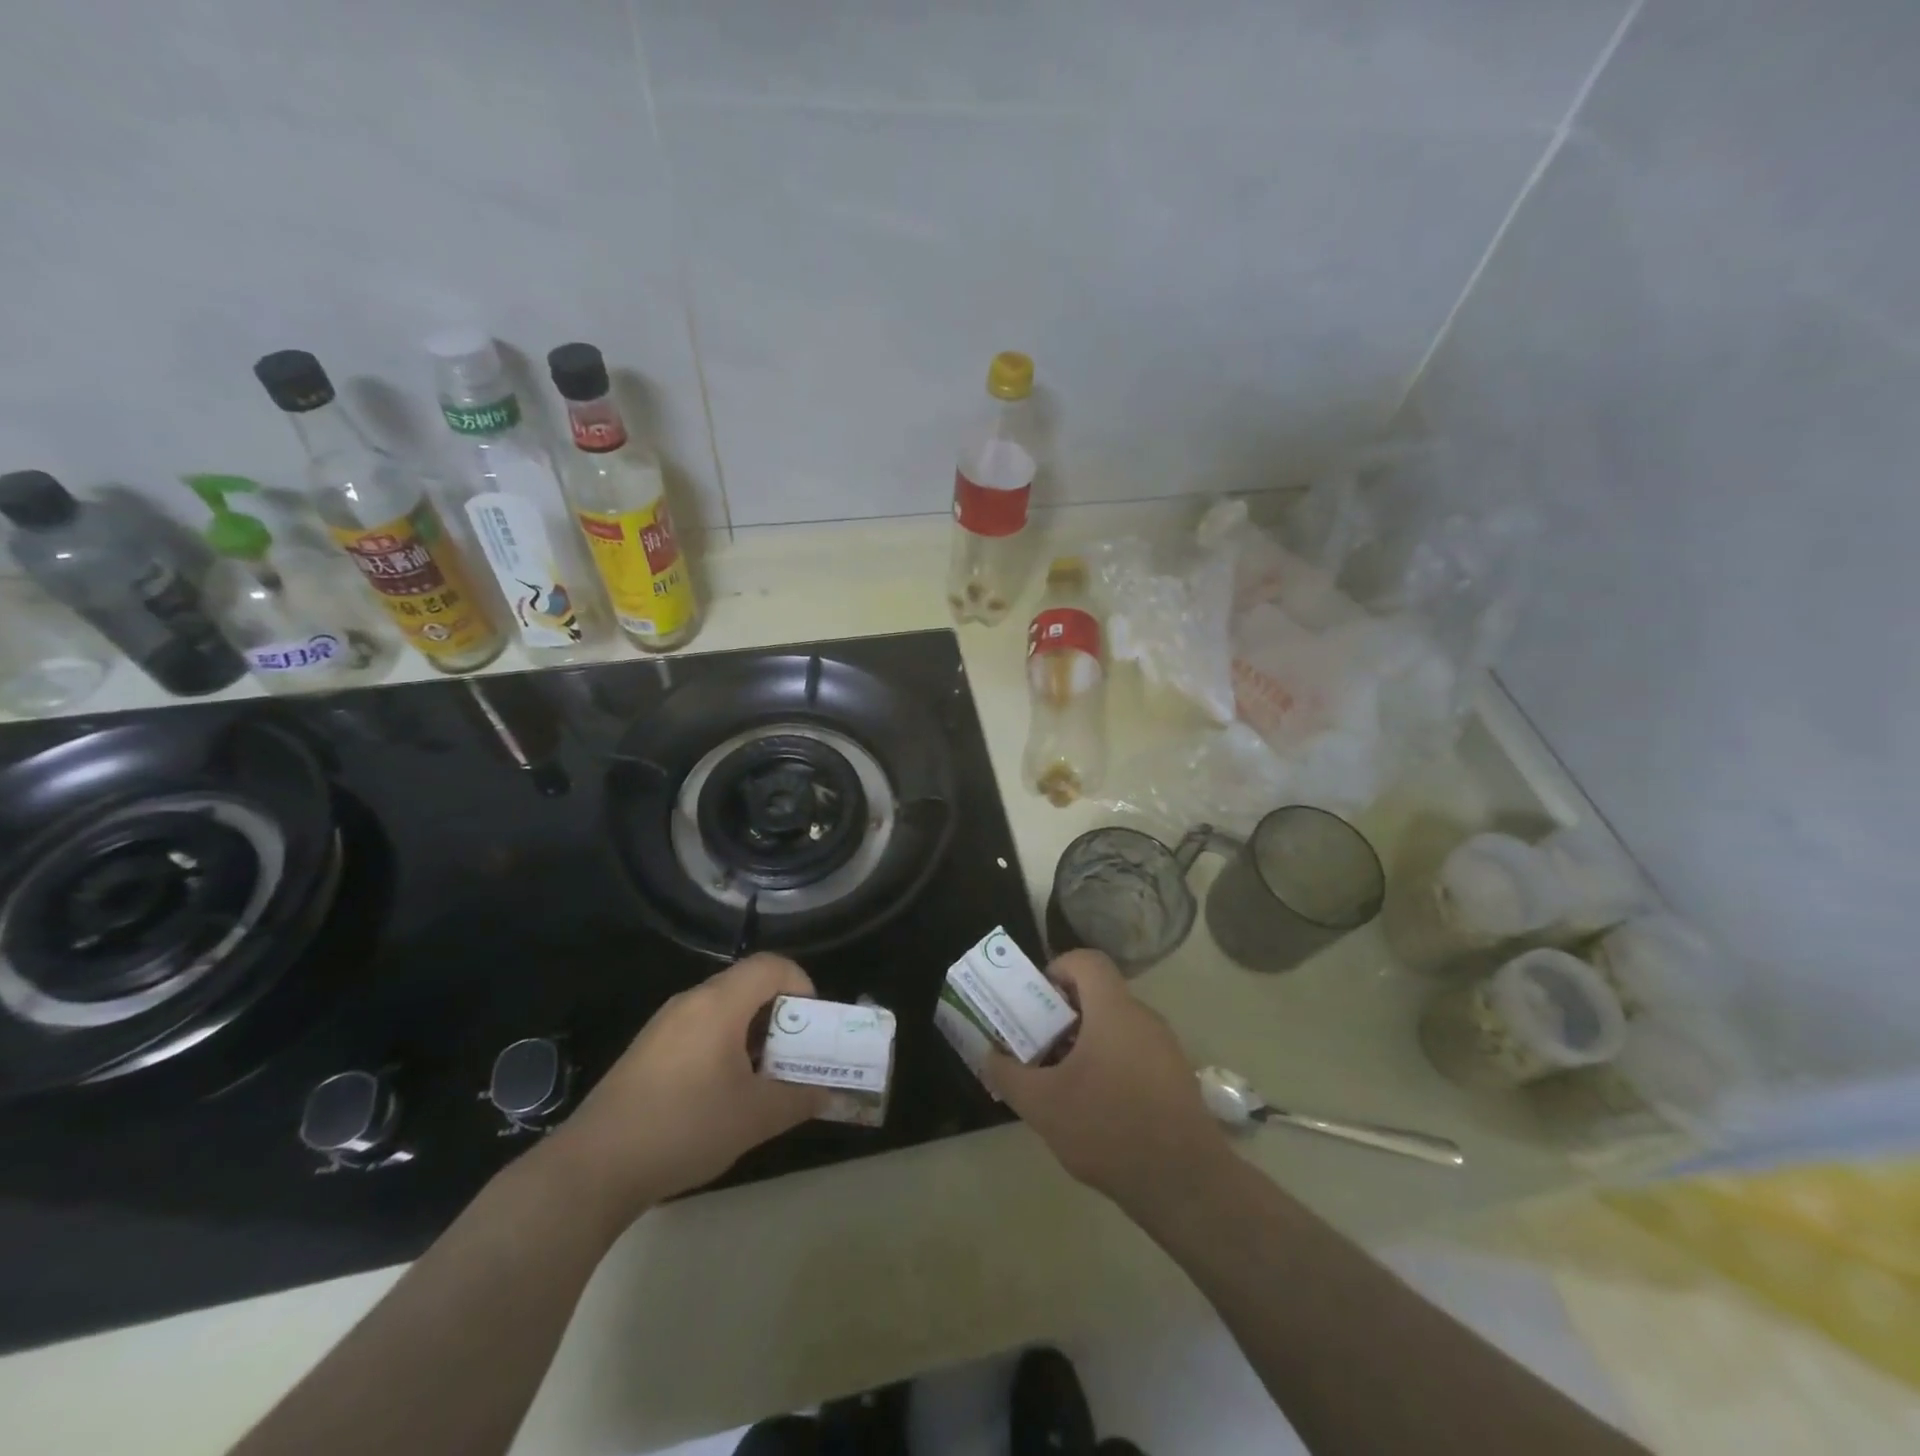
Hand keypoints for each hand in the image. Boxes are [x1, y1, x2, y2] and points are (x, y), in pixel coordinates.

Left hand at [545, 954, 827, 1223]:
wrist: (593, 1167)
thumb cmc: (684, 1128)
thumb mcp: (754, 1117)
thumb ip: (798, 1098)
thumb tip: (826, 1092)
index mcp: (719, 1003)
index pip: (772, 965)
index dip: (802, 985)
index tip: (811, 1027)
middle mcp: (691, 1001)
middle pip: (748, 984)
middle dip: (781, 1014)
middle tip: (794, 1055)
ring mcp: (665, 1025)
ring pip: (724, 1008)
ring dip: (752, 1032)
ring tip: (762, 1077)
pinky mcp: (647, 1050)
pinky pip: (699, 1028)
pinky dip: (724, 1045)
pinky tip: (721, 1092)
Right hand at [983, 949, 1230, 1211]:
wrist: (1185, 1184)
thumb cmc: (1109, 1128)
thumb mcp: (1043, 1105)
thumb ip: (1008, 1074)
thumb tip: (988, 1055)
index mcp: (1113, 1009)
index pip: (1086, 960)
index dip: (1057, 970)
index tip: (1036, 1006)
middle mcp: (1142, 1018)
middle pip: (1097, 996)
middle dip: (1061, 1017)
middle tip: (1038, 1049)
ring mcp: (1164, 1048)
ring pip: (1114, 1027)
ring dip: (1083, 1044)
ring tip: (1060, 1083)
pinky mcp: (1175, 1078)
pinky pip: (1133, 1052)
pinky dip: (1108, 1064)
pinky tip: (1094, 1109)